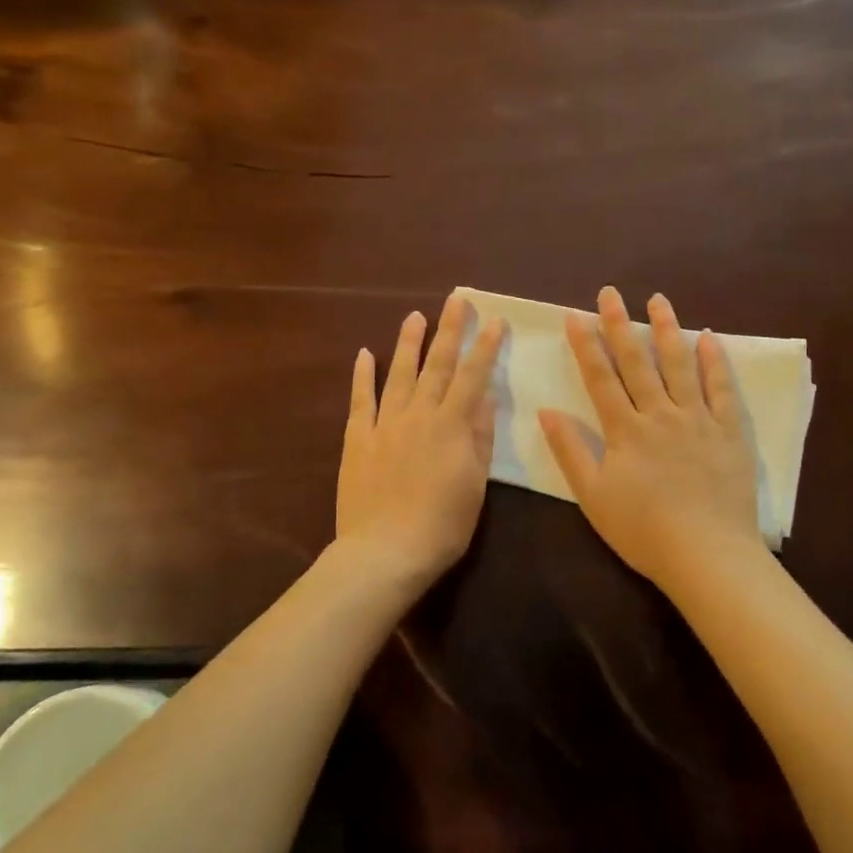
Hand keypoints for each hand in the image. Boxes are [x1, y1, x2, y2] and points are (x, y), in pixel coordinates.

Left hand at [337, 294, 506, 585]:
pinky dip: (363, 376)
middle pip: (437, 365)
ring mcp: (384, 425)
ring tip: (415, 316)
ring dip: (408, 343)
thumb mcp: (475, 483)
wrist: (385, 552)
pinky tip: (365, 354)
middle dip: (449, 330)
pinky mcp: (358, 440)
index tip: (494, 320)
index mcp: (451, 426)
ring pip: (399, 374)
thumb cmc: (442, 524)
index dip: (484, 347)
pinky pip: (360, 401)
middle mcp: (418, 415)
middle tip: (457, 300)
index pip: (472, 376)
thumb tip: (484, 397)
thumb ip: (479, 437)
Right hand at [539, 287, 762, 590]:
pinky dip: (715, 361)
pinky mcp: (729, 431)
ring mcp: (698, 419)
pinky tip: (708, 338)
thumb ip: (570, 451)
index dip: (587, 345)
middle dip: (620, 324)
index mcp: (625, 430)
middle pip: (636, 362)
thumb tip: (546, 411)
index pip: (600, 378)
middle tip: (610, 293)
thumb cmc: (643, 530)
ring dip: (667, 329)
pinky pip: (722, 389)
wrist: (706, 555)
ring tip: (658, 300)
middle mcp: (660, 414)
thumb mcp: (593, 496)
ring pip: (679, 365)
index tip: (576, 315)